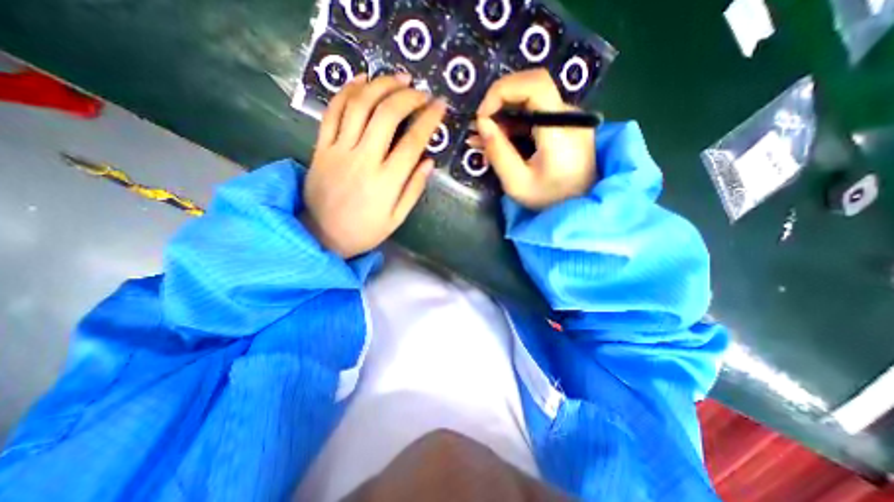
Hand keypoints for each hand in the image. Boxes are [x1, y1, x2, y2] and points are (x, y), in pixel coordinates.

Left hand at [303, 74, 447, 258]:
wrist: (322, 235)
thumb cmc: (365, 231)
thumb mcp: (397, 218)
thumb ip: (413, 189)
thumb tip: (429, 162)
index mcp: (386, 182)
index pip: (413, 142)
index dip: (429, 120)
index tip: (440, 106)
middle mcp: (363, 160)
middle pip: (386, 115)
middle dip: (408, 96)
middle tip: (421, 92)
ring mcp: (339, 150)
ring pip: (359, 106)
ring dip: (380, 85)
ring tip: (398, 78)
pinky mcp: (321, 147)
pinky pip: (332, 112)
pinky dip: (346, 91)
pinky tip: (361, 80)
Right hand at [471, 69, 595, 208]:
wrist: (579, 206)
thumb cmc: (549, 200)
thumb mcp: (517, 183)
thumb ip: (498, 153)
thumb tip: (482, 124)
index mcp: (561, 129)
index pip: (535, 84)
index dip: (502, 91)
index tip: (482, 116)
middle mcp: (569, 115)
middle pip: (531, 89)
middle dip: (499, 104)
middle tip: (479, 129)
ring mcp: (569, 119)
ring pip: (530, 103)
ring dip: (503, 117)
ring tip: (482, 140)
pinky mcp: (565, 125)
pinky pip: (535, 116)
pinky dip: (514, 126)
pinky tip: (498, 141)